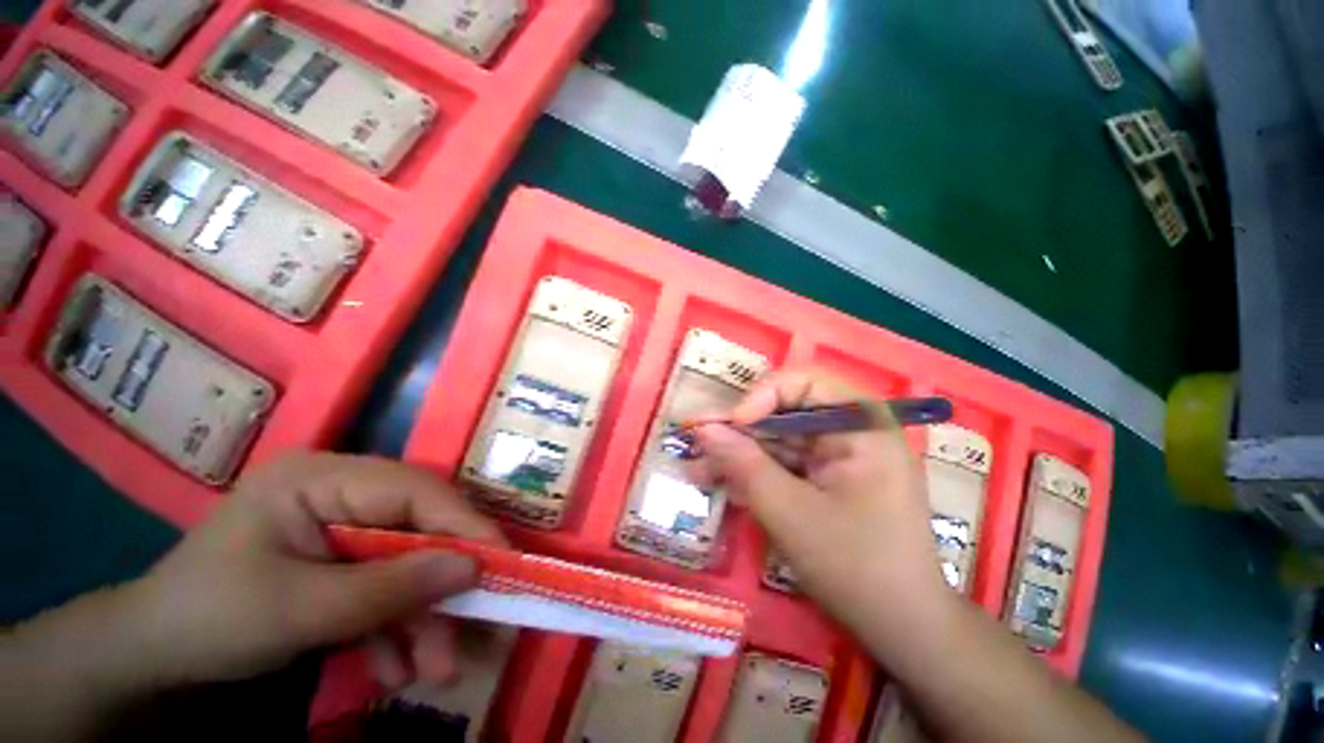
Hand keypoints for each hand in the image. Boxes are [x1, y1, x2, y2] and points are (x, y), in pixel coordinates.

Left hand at [119, 452, 505, 689]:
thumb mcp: (297, 612)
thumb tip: (475, 569)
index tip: (503, 562)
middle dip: (442, 585)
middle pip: (418, 528)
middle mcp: (342, 492)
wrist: (151, 660)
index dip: (464, 524)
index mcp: (321, 478)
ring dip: (422, 618)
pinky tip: (394, 668)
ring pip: (408, 562)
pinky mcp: (343, 559)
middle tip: (473, 632)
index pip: (415, 491)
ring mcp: (343, 525)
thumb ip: (388, 590)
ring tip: (433, 671)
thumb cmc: (208, 620)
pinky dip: (395, 628)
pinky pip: (385, 586)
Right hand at [689, 369, 950, 636]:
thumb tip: (703, 429)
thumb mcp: (790, 512)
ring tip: (697, 468)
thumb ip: (743, 464)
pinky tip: (720, 482)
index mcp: (861, 426)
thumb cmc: (855, 566)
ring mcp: (838, 455)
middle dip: (739, 430)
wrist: (902, 626)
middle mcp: (851, 430)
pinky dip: (754, 472)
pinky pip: (784, 463)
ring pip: (778, 440)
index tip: (732, 425)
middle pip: (784, 412)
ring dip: (739, 454)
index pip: (804, 382)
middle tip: (696, 441)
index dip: (762, 396)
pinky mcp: (826, 477)